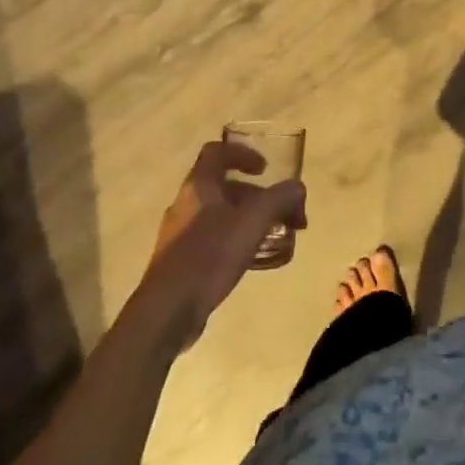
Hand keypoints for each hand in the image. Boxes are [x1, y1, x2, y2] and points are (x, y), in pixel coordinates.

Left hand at [141, 141, 306, 349]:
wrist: (167, 312)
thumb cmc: (209, 256)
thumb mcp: (253, 222)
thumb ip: (279, 199)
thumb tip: (298, 188)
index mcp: (198, 186)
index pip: (217, 152)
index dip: (243, 153)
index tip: (265, 169)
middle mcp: (186, 204)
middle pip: (224, 187)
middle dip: (257, 196)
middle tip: (282, 214)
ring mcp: (180, 235)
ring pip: (220, 215)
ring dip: (249, 220)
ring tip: (274, 239)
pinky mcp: (180, 262)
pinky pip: (213, 240)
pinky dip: (236, 242)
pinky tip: (253, 262)